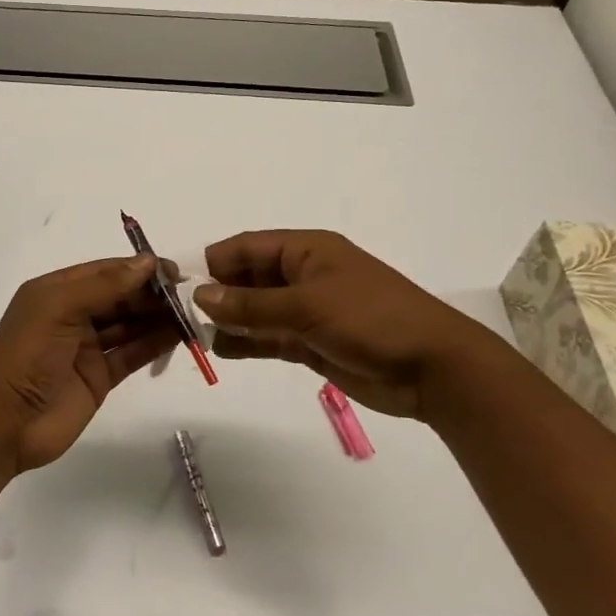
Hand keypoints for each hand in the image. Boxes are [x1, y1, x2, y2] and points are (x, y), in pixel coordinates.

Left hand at [0, 255, 181, 472]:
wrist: (4, 424)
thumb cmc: (26, 355)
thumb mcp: (58, 309)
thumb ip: (104, 286)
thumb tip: (148, 262)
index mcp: (57, 291)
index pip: (104, 272)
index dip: (138, 269)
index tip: (173, 270)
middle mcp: (73, 315)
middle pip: (120, 297)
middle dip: (152, 294)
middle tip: (189, 294)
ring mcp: (87, 347)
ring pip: (129, 325)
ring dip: (158, 318)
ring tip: (192, 312)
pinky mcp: (99, 377)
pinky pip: (132, 354)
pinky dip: (155, 344)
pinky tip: (180, 336)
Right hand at [195, 230, 507, 422]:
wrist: (433, 368)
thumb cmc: (371, 320)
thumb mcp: (306, 307)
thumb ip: (251, 305)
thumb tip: (200, 296)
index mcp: (306, 250)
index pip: (247, 247)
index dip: (214, 263)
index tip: (182, 287)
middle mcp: (303, 275)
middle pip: (248, 278)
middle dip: (219, 294)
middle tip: (185, 318)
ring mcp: (308, 310)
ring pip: (257, 310)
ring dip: (231, 320)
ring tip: (200, 337)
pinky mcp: (313, 342)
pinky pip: (270, 337)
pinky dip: (248, 342)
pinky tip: (224, 351)